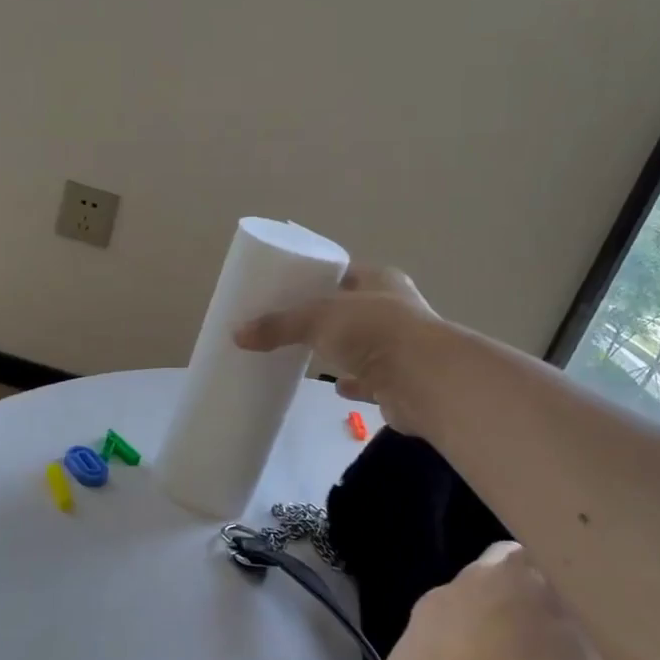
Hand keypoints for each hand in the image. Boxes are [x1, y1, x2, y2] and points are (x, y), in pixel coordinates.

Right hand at [233, 266, 441, 433]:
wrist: (422, 379)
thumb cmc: (373, 331)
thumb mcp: (318, 318)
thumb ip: (279, 324)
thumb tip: (237, 334)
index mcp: (380, 281)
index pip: (346, 273)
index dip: (321, 279)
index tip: (292, 289)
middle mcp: (395, 309)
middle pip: (353, 310)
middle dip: (328, 318)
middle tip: (293, 325)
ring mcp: (400, 347)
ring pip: (363, 346)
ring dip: (342, 351)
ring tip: (310, 355)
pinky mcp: (399, 382)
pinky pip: (370, 380)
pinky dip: (354, 383)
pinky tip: (336, 386)